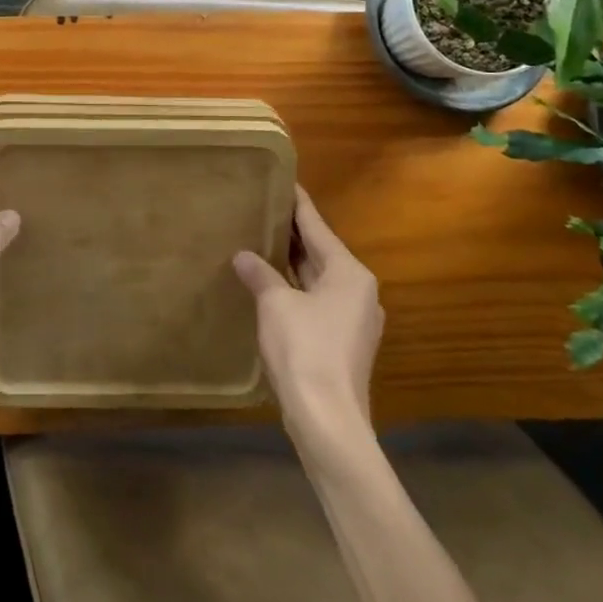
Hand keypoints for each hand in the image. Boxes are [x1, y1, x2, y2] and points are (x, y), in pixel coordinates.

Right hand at [234, 187, 383, 443]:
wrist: (327, 420)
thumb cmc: (304, 349)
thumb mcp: (275, 304)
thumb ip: (260, 274)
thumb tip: (243, 256)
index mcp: (349, 273)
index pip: (317, 227)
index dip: (298, 204)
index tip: (284, 181)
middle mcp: (358, 291)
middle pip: (320, 253)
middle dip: (292, 235)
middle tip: (263, 209)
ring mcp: (353, 320)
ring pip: (318, 280)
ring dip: (291, 265)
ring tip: (261, 242)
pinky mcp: (343, 344)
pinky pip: (316, 302)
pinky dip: (295, 289)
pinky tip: (270, 286)